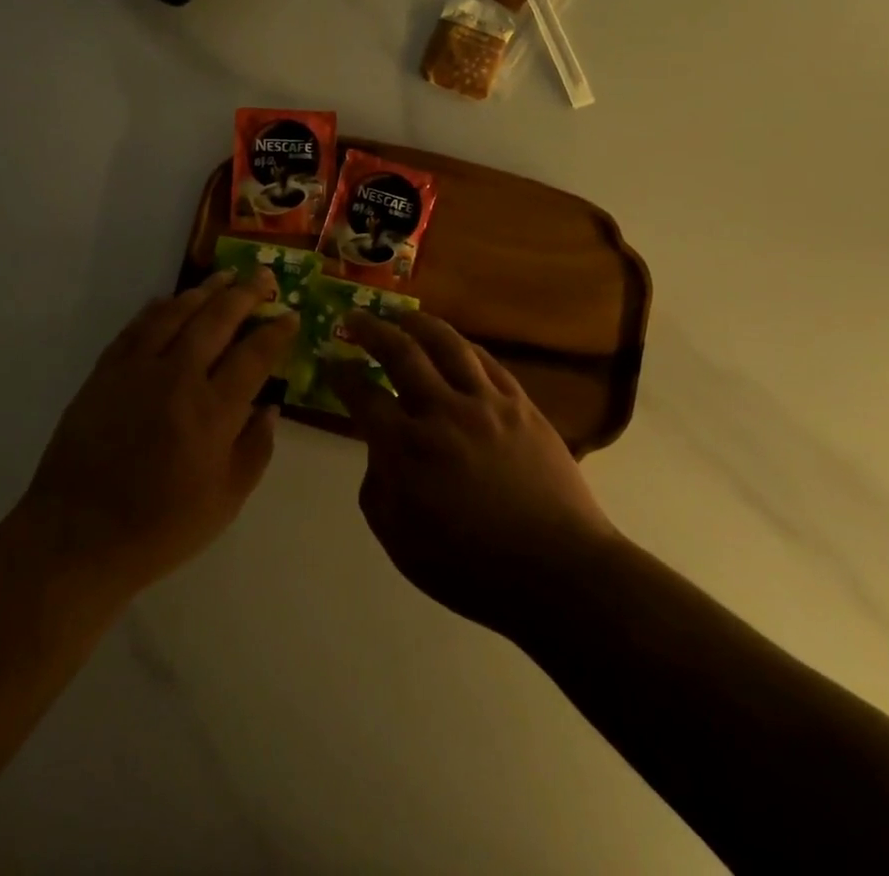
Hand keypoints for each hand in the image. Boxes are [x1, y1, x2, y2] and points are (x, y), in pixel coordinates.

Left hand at [19, 268, 296, 596]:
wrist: (77, 535)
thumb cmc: (160, 527)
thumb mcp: (225, 502)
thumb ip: (255, 449)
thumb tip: (270, 406)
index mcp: (213, 412)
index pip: (254, 356)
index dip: (276, 332)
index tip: (290, 316)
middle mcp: (178, 378)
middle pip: (217, 320)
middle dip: (245, 294)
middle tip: (262, 276)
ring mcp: (137, 369)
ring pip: (177, 313)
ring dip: (204, 291)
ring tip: (224, 276)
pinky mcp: (105, 371)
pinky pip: (137, 327)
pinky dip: (158, 308)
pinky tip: (170, 300)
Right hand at [329, 311, 620, 635]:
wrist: (557, 572)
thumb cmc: (472, 568)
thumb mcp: (400, 543)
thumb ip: (378, 490)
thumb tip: (380, 453)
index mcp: (406, 448)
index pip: (363, 396)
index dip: (342, 375)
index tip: (331, 361)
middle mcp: (442, 412)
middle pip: (400, 353)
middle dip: (371, 330)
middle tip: (355, 315)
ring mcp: (485, 403)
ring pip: (447, 345)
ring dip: (419, 324)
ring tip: (402, 315)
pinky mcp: (520, 405)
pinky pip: (487, 362)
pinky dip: (464, 345)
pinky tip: (455, 343)